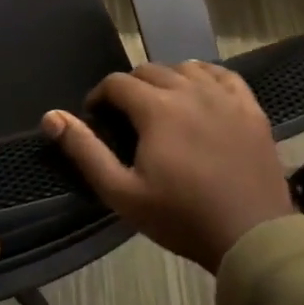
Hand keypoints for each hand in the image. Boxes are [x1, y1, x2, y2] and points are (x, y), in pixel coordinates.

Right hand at [41, 61, 294, 273]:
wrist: (252, 236)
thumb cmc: (181, 217)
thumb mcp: (122, 192)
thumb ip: (85, 151)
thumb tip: (51, 117)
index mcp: (156, 108)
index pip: (117, 82)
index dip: (100, 96)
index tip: (97, 118)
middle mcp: (190, 91)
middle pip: (150, 70)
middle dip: (130, 88)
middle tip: (126, 118)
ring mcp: (225, 97)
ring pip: (186, 68)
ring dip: (166, 80)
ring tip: (161, 107)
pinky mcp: (251, 109)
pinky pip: (223, 75)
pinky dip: (205, 77)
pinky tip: (199, 94)